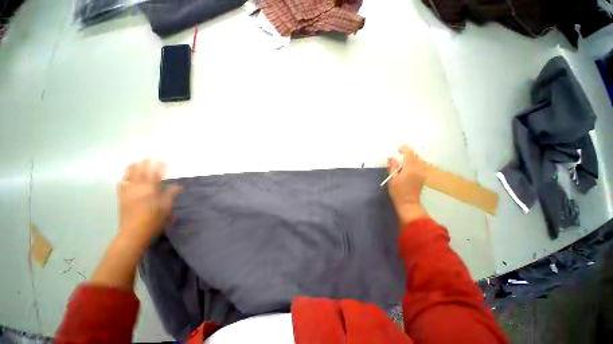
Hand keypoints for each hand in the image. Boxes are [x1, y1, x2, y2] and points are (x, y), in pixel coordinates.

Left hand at [118, 160, 181, 246]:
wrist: (133, 232)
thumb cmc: (153, 220)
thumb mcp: (166, 207)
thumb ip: (170, 194)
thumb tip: (178, 186)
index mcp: (150, 189)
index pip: (154, 173)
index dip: (158, 165)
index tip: (162, 159)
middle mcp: (138, 188)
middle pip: (139, 171)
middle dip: (144, 163)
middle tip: (149, 158)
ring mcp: (127, 192)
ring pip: (128, 175)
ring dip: (133, 167)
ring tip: (137, 162)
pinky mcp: (121, 197)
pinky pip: (121, 183)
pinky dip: (124, 177)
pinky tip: (125, 176)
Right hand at [387, 145, 428, 224]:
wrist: (408, 203)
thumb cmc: (398, 192)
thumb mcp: (392, 179)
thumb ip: (392, 167)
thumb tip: (391, 157)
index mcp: (410, 169)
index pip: (409, 153)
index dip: (404, 148)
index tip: (397, 149)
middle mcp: (419, 169)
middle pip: (416, 155)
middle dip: (408, 152)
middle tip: (399, 154)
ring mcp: (422, 172)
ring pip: (419, 159)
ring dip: (412, 157)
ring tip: (403, 159)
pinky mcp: (423, 176)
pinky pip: (421, 164)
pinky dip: (415, 162)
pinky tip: (409, 166)